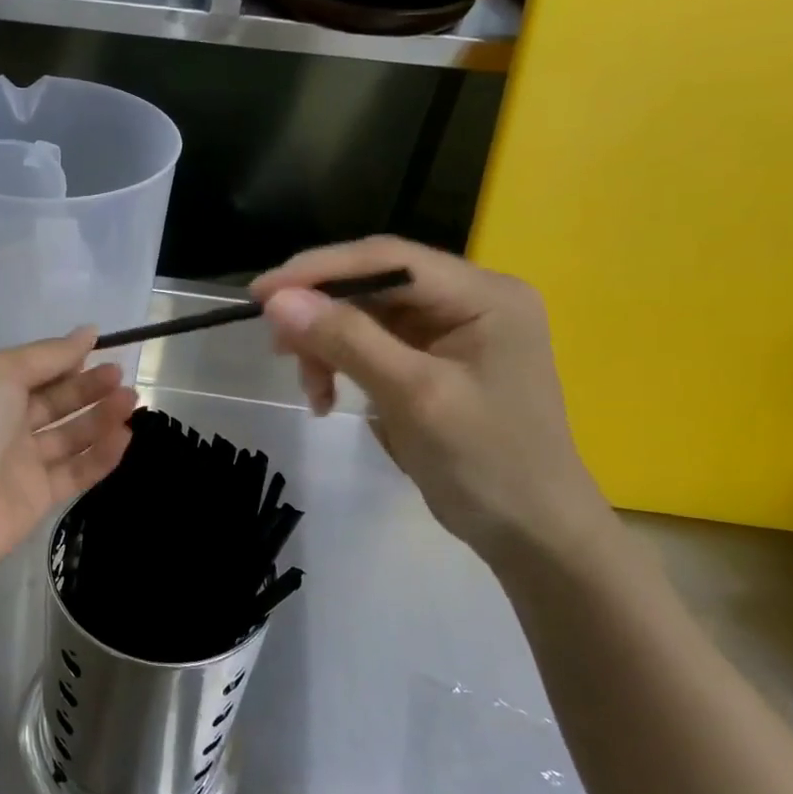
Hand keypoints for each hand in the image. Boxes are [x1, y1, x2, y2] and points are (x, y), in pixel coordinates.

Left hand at [0, 330, 135, 592]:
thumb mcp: (2, 372)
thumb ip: (48, 355)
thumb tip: (88, 332)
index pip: (33, 370)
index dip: (65, 359)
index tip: (101, 347)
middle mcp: (2, 424)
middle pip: (54, 402)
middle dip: (88, 388)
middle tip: (120, 377)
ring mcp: (20, 463)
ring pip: (69, 436)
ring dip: (100, 418)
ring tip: (132, 401)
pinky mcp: (38, 497)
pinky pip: (75, 471)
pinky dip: (100, 455)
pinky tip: (125, 436)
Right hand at [254, 237, 613, 568]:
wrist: (532, 533)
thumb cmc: (486, 462)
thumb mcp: (413, 396)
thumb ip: (347, 340)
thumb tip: (278, 301)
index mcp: (483, 294)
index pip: (387, 259)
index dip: (318, 269)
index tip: (260, 293)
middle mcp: (468, 299)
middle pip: (373, 284)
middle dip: (320, 315)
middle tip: (277, 348)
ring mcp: (451, 330)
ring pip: (365, 316)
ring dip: (327, 346)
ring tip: (311, 389)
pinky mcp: (434, 360)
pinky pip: (372, 345)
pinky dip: (342, 366)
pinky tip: (327, 397)